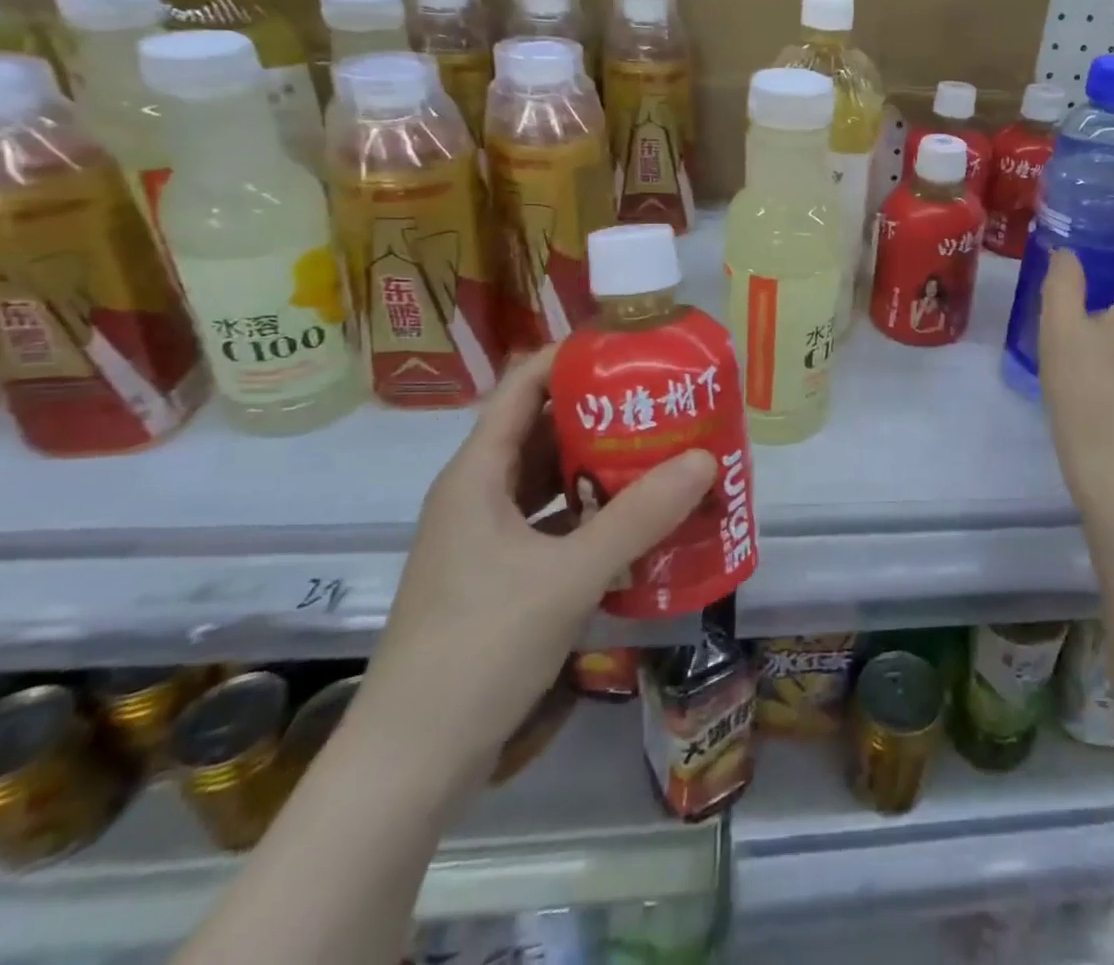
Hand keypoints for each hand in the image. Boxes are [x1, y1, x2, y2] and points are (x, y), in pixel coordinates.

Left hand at [349, 346, 716, 800]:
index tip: (630, 348)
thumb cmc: (478, 650)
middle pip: (542, 429)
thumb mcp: (567, 576)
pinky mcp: (500, 577)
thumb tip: (704, 458)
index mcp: (477, 474)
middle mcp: (478, 495)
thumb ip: (638, 517)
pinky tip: (639, 521)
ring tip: (663, 452)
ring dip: (600, 465)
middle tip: (663, 401)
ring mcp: (487, 539)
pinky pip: (554, 523)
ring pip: (550, 479)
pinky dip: (593, 513)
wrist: (410, 765)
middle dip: (601, 412)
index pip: (522, 385)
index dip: (571, 357)